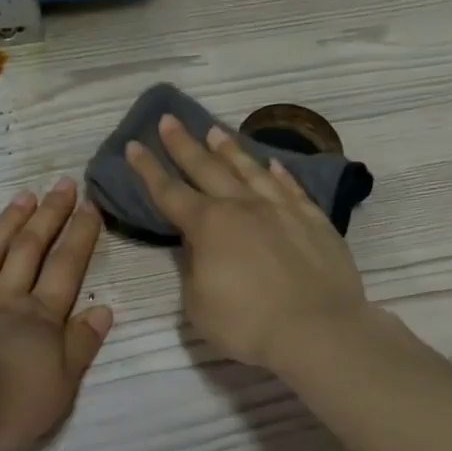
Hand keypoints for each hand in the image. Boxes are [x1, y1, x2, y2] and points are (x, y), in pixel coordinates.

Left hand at [0, 178, 112, 450]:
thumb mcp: (61, 386)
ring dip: (10, 223)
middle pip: (30, 249)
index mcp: (41, 318)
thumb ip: (82, 345)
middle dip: (49, 215)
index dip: (80, 235)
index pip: (67, 267)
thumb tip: (103, 308)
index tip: (90, 205)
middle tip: (62, 184)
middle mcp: (6, 299)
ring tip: (24, 197)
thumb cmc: (8, 406)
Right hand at [125, 115, 366, 369]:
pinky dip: (278, 173)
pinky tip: (272, 164)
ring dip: (229, 150)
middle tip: (168, 120)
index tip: (133, 146)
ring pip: (249, 170)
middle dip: (183, 144)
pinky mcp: (313, 220)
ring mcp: (281, 209)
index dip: (148, 170)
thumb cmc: (247, 324)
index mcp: (208, 226)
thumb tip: (199, 247)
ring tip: (215, 131)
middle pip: (206, 168)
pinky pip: (290, 188)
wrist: (318, 330)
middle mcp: (242, 207)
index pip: (169, 192)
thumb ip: (194, 269)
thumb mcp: (198, 304)